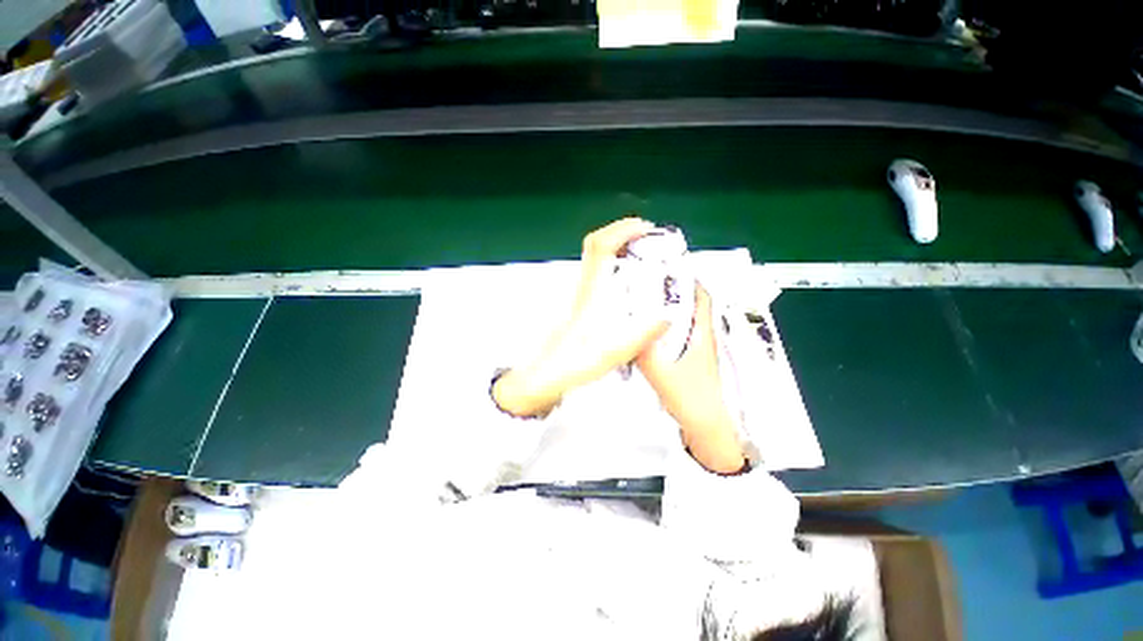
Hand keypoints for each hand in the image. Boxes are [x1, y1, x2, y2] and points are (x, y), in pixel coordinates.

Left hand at [493, 218, 670, 416]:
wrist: (549, 373)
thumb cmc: (576, 361)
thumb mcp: (616, 351)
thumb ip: (644, 333)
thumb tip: (667, 316)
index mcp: (593, 291)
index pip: (602, 245)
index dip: (623, 230)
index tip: (646, 229)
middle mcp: (586, 285)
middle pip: (595, 243)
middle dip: (621, 231)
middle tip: (646, 236)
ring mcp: (582, 292)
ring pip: (595, 256)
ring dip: (617, 246)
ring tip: (642, 252)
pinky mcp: (582, 301)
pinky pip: (598, 271)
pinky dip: (614, 263)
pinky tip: (629, 279)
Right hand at [637, 286, 746, 473]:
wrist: (706, 427)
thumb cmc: (691, 399)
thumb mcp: (663, 374)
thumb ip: (644, 353)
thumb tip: (626, 331)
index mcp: (702, 334)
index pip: (702, 297)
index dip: (690, 279)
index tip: (668, 267)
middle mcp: (700, 337)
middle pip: (689, 305)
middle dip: (670, 291)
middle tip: (645, 283)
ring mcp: (694, 349)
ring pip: (681, 321)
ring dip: (665, 310)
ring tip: (641, 303)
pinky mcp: (687, 360)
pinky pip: (674, 336)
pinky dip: (662, 328)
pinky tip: (644, 333)